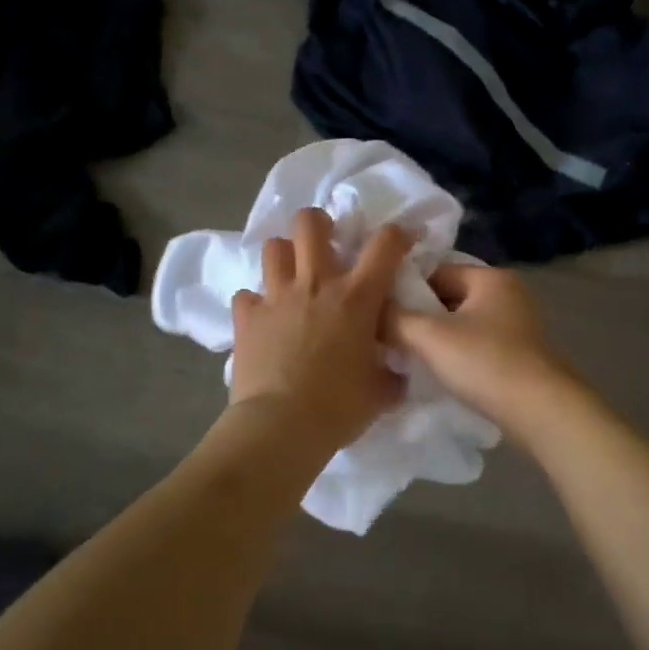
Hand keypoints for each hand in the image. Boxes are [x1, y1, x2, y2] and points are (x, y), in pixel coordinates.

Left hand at [228, 209, 409, 454]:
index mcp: (356, 297)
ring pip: (273, 247)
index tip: (401, 241)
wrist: (280, 427)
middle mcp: (315, 284)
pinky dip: (256, 303)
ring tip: (292, 276)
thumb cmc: (338, 407)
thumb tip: (395, 372)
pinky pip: (247, 295)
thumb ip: (390, 374)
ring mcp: (276, 297)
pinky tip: (264, 319)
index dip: (397, 234)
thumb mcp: (380, 393)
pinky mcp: (246, 317)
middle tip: (327, 246)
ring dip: (285, 255)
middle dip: (319, 224)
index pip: (385, 244)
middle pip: (310, 222)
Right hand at [388, 264, 575, 434]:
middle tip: (389, 338)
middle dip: (420, 316)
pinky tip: (438, 372)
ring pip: (461, 323)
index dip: (405, 290)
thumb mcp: (430, 337)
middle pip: (448, 297)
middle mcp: (507, 293)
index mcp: (490, 277)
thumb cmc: (485, 363)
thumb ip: (395, 319)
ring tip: (408, 357)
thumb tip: (369, 310)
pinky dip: (456, 354)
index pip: (435, 271)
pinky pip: (476, 344)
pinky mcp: (519, 353)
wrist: (541, 411)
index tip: (380, 313)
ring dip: (436, 339)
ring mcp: (516, 324)